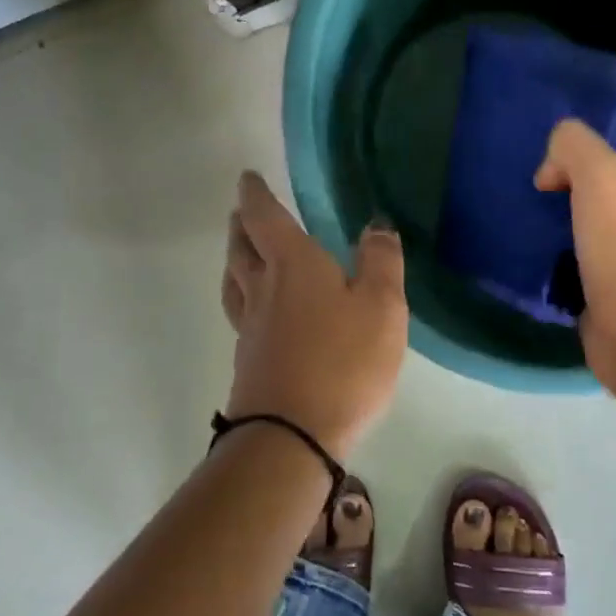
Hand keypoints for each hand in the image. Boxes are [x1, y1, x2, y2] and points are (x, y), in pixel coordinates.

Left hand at [222, 171, 407, 457]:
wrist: (292, 436)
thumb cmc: (344, 362)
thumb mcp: (382, 307)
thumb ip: (381, 262)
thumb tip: (376, 225)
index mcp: (293, 265)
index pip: (265, 217)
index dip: (255, 194)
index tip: (247, 178)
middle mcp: (263, 290)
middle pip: (240, 248)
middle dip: (240, 225)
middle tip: (241, 212)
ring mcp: (250, 328)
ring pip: (234, 282)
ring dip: (234, 259)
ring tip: (240, 253)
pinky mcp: (249, 361)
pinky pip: (240, 314)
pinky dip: (243, 296)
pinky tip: (257, 310)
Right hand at [534, 119, 615, 394]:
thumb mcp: (600, 174)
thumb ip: (574, 145)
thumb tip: (551, 168)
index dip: (581, 157)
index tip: (548, 174)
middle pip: (600, 194)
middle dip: (565, 193)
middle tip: (532, 200)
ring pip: (587, 231)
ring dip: (558, 229)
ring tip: (527, 230)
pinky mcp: (614, 294)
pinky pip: (579, 265)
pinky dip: (558, 262)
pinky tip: (535, 262)